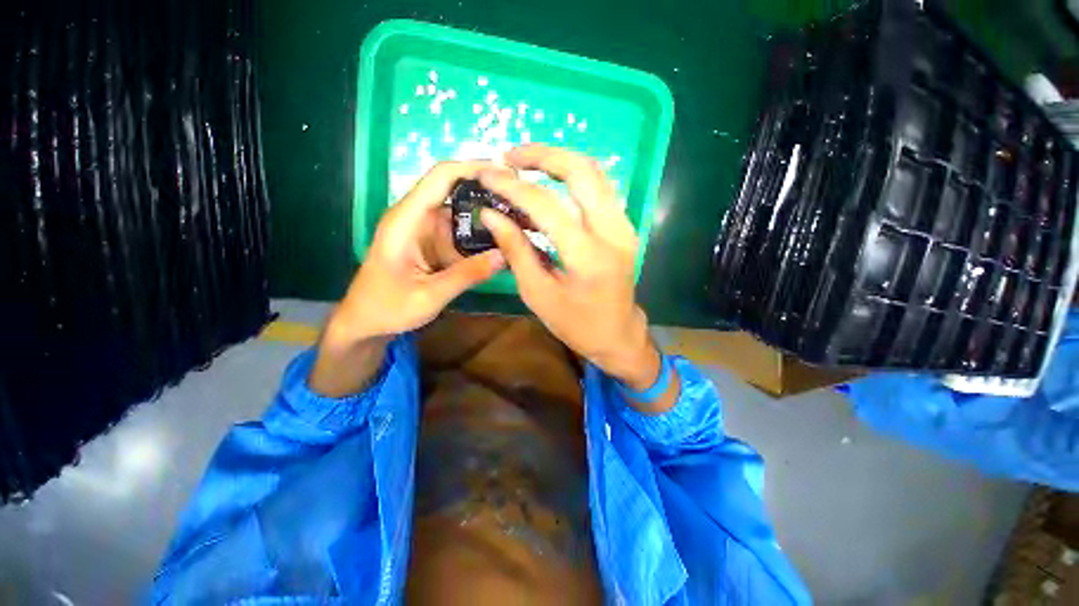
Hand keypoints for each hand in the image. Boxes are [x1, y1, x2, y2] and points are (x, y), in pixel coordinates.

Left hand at [310, 161, 504, 396]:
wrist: (366, 323)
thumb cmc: (387, 308)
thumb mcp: (429, 296)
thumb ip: (467, 275)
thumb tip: (505, 255)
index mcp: (407, 220)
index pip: (440, 177)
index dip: (472, 168)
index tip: (506, 174)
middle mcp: (418, 217)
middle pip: (456, 190)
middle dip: (489, 192)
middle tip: (523, 203)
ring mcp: (427, 230)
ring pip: (463, 213)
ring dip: (488, 216)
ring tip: (520, 222)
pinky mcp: (434, 244)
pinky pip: (462, 233)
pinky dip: (482, 236)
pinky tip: (502, 243)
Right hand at [478, 146, 671, 408]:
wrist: (618, 335)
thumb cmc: (576, 324)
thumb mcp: (538, 295)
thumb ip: (516, 251)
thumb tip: (492, 214)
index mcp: (588, 257)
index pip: (547, 207)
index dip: (514, 187)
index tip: (487, 174)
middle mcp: (613, 232)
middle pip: (582, 171)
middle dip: (543, 155)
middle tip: (510, 156)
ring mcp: (624, 226)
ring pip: (595, 173)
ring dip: (560, 160)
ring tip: (526, 163)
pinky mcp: (625, 226)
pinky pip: (600, 188)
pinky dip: (574, 176)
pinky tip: (552, 180)